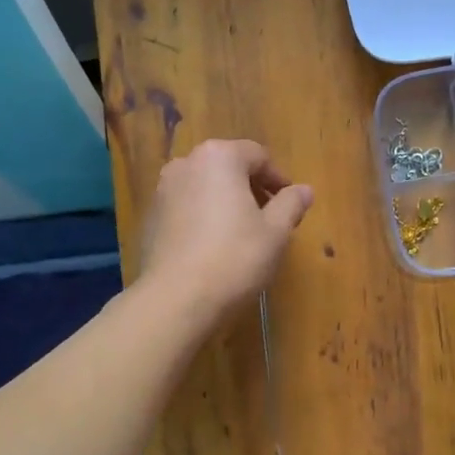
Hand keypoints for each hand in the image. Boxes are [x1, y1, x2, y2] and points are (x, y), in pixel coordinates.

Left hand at [139, 139, 313, 320]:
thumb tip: (304, 190)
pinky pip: (186, 208)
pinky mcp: (150, 218)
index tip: (290, 204)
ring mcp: (163, 190)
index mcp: (219, 157)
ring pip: (205, 187)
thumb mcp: (276, 232)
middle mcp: (186, 164)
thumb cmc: (234, 258)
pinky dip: (204, 217)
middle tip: (270, 218)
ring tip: (243, 234)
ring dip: (226, 202)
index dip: (278, 179)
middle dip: (251, 189)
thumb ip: (291, 204)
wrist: (176, 298)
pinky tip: (214, 248)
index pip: (257, 155)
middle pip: (228, 168)